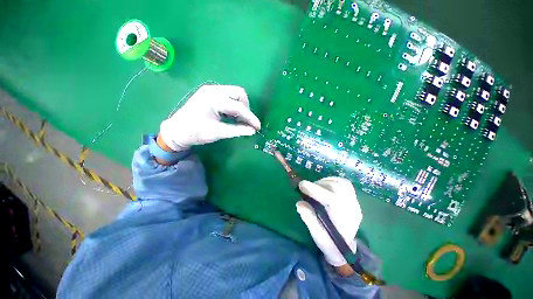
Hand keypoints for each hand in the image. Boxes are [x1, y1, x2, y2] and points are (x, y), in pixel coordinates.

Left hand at [160, 85, 260, 151]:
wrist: (177, 131)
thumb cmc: (195, 133)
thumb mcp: (217, 133)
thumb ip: (237, 130)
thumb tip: (253, 131)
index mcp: (213, 99)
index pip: (238, 107)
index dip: (250, 117)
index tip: (257, 127)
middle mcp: (213, 90)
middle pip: (239, 93)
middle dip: (246, 108)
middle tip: (246, 121)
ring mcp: (211, 90)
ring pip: (235, 94)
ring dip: (241, 106)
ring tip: (239, 120)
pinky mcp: (211, 94)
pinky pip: (229, 97)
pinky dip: (234, 106)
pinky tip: (232, 116)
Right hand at [296, 177, 362, 267]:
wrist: (344, 248)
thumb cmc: (330, 243)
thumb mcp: (317, 235)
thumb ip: (309, 219)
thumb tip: (299, 203)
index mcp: (344, 220)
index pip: (332, 199)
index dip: (316, 190)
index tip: (301, 185)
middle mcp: (352, 208)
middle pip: (337, 188)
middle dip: (318, 185)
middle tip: (305, 188)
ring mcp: (354, 202)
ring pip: (341, 183)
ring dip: (325, 181)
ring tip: (314, 187)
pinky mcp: (353, 198)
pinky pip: (344, 183)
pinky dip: (332, 180)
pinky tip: (324, 185)